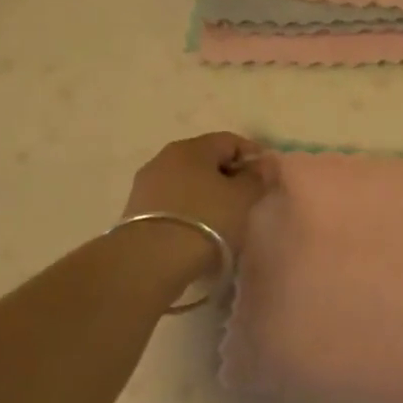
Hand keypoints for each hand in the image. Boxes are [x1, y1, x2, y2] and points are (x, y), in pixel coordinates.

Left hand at [123, 131, 274, 254]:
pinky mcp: (135, 211)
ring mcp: (146, 184)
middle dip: (228, 175)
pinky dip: (189, 209)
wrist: (150, 261)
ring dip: (207, 193)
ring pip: (187, 181)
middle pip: (205, 159)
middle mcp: (165, 158)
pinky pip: (172, 202)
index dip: (252, 155)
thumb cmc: (205, 220)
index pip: (229, 141)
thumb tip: (265, 163)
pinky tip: (199, 229)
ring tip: (223, 218)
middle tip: (247, 198)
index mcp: (192, 147)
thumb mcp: (241, 198)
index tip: (267, 177)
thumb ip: (257, 178)